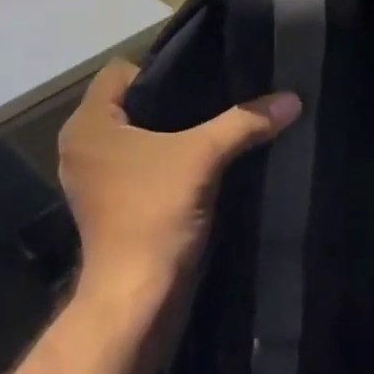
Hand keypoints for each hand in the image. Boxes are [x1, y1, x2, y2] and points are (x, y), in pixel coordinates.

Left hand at [59, 61, 301, 301]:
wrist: (136, 303)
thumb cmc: (155, 214)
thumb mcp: (204, 157)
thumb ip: (244, 121)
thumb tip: (293, 98)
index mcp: (87, 123)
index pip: (122, 70)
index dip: (161, 69)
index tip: (200, 82)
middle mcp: (81, 145)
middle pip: (130, 101)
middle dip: (172, 101)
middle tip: (215, 100)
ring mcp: (92, 178)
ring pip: (135, 135)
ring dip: (170, 133)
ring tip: (213, 129)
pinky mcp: (106, 205)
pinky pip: (136, 163)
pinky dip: (163, 160)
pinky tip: (200, 163)